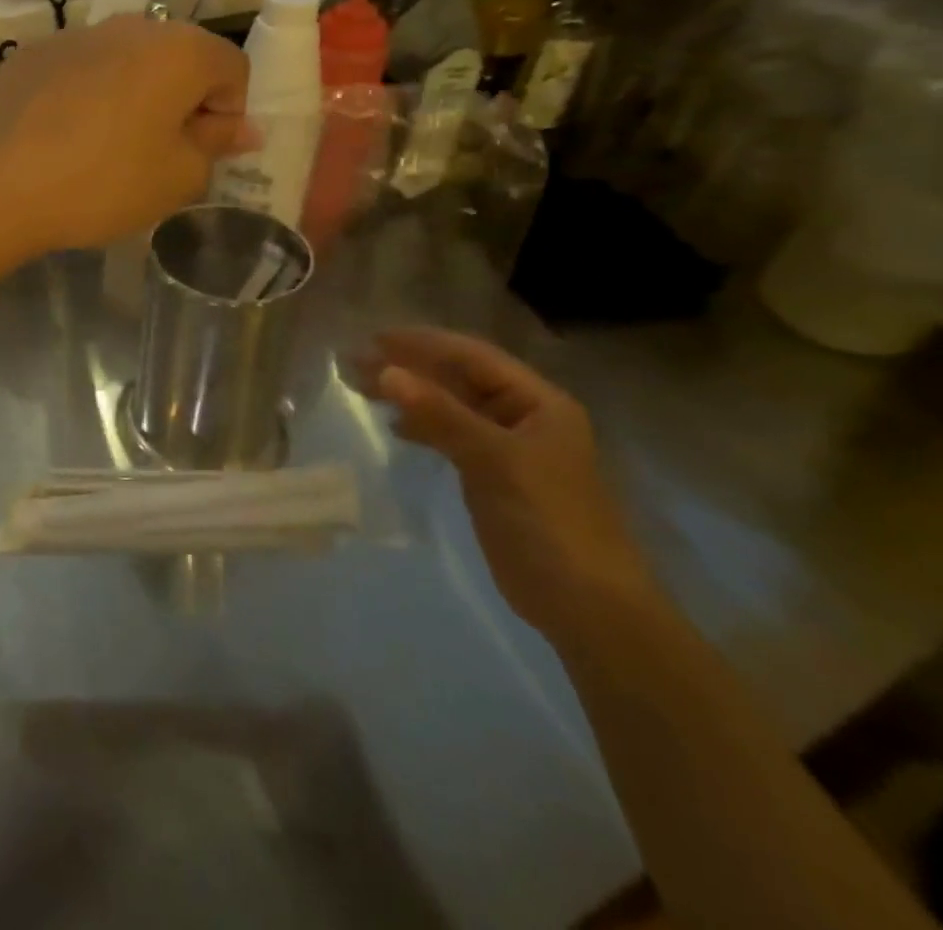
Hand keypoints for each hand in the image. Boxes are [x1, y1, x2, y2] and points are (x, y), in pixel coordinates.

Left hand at [0, 16, 249, 256]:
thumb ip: (216, 145)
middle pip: (177, 57)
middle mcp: (129, 25)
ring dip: (132, 95)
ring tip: (106, 147)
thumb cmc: (102, 183)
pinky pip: (80, 69)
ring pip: (125, 61)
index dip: (229, 113)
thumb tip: (240, 127)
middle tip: (159, 153)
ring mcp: (74, 34)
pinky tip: (62, 137)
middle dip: (181, 100)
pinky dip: (86, 95)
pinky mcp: (31, 54)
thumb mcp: (177, 178)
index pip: (233, 67)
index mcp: (179, 49)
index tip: (202, 152)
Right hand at [361, 328, 658, 641]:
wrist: (586, 605)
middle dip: (409, 367)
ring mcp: (508, 447)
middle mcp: (524, 415)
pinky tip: (397, 427)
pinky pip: (451, 434)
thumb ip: (439, 413)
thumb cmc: (548, 520)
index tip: (373, 338)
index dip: (423, 343)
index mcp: (538, 402)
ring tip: (363, 388)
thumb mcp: (493, 460)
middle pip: (458, 378)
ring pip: (450, 405)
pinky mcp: (493, 475)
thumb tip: (385, 372)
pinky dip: (422, 426)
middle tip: (356, 363)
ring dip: (410, 394)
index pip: (472, 356)